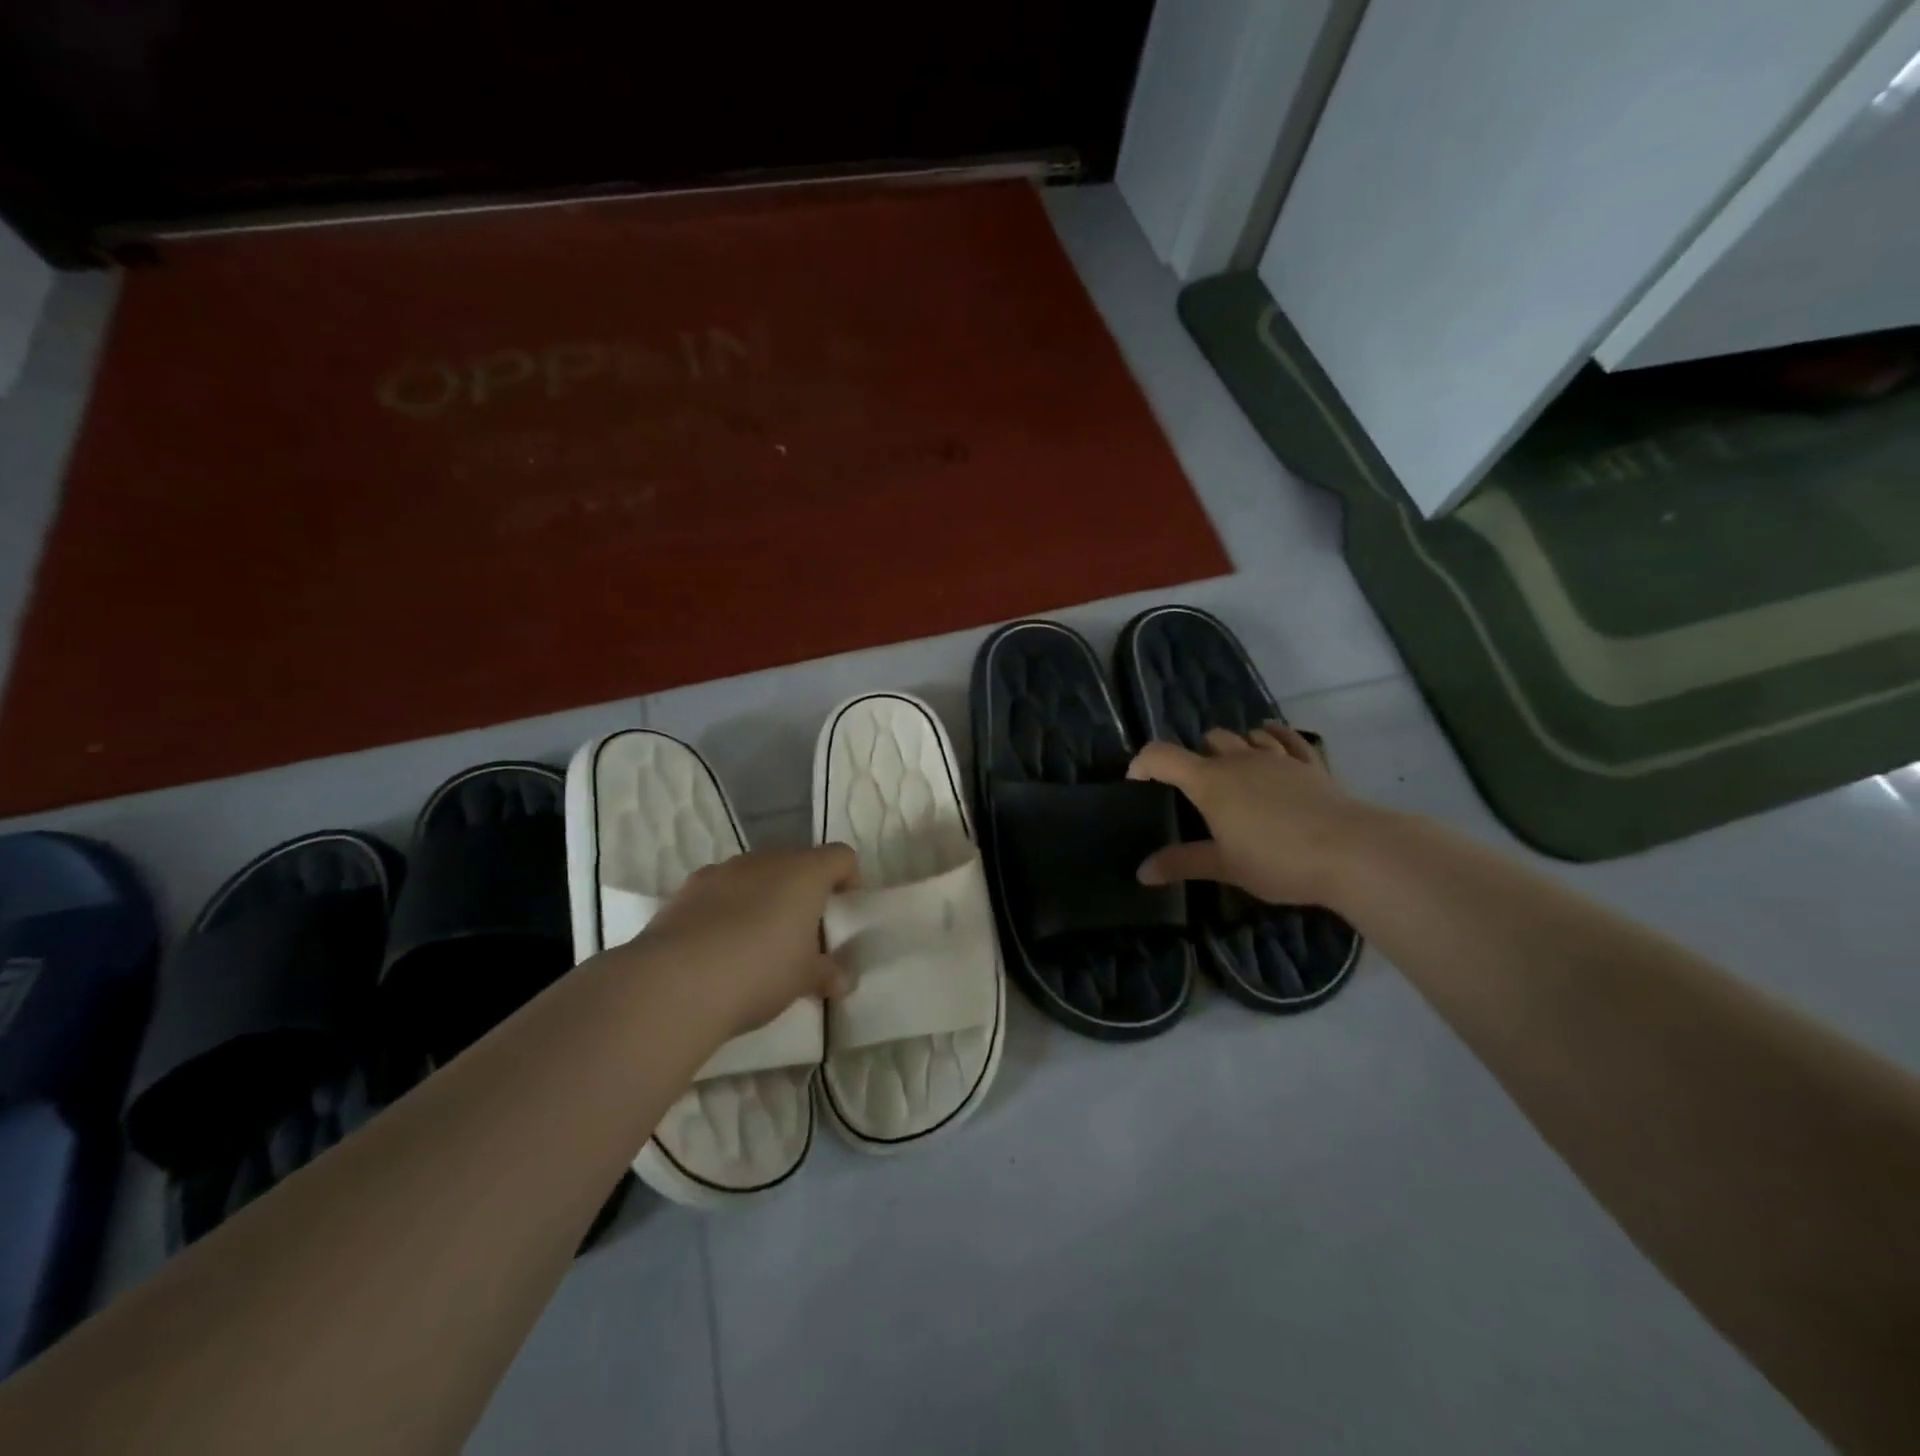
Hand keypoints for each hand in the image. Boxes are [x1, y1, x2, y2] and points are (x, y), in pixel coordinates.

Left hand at [636, 846, 859, 1037]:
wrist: (676, 982)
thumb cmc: (759, 971)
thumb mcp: (803, 979)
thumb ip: (827, 973)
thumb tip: (841, 979)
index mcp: (804, 873)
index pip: (841, 857)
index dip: (848, 878)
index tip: (844, 908)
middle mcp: (765, 861)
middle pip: (796, 863)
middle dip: (802, 890)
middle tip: (802, 930)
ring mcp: (723, 871)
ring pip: (755, 874)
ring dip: (763, 896)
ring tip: (757, 939)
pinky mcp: (687, 889)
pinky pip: (720, 890)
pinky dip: (727, 907)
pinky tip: (719, 944)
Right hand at [1127, 722, 1371, 907]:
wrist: (1351, 851)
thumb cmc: (1277, 860)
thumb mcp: (1225, 866)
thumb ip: (1182, 863)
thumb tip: (1142, 872)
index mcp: (1209, 782)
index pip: (1162, 756)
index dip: (1143, 763)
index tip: (1136, 781)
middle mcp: (1238, 760)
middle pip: (1207, 740)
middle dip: (1194, 756)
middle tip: (1194, 789)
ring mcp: (1276, 758)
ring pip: (1244, 736)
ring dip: (1232, 746)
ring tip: (1231, 768)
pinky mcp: (1309, 763)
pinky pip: (1285, 738)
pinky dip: (1271, 735)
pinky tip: (1268, 738)